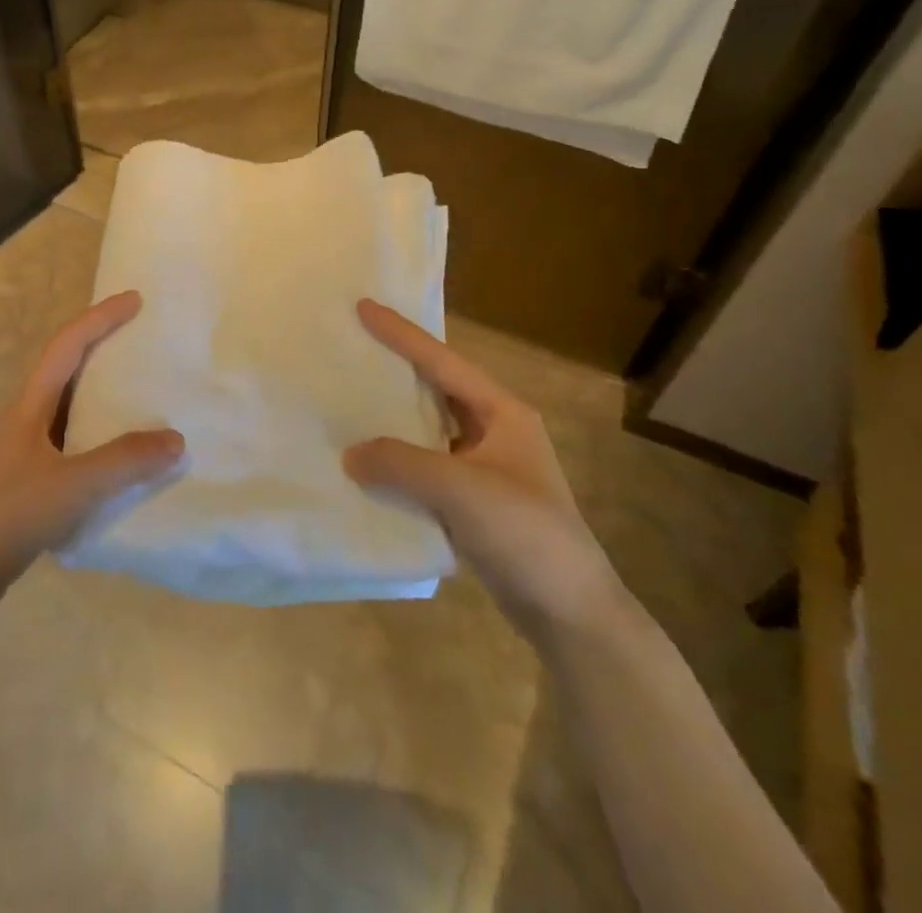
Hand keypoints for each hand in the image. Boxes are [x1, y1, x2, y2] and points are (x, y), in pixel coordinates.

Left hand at [0, 291, 184, 601]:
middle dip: (101, 345)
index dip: (101, 317)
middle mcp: (24, 417)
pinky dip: (97, 432)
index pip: (67, 344)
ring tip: (139, 390)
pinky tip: (118, 453)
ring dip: (100, 390)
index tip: (135, 300)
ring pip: (68, 405)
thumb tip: (176, 440)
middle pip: (65, 366)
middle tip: (141, 338)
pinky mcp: (26, 479)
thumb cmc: (10, 516)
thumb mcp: (74, 485)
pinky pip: (70, 439)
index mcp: (29, 404)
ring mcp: (22, 449)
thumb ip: (126, 461)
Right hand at [343, 299, 621, 637]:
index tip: (363, 307)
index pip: (443, 361)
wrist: (572, 614)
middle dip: (397, 368)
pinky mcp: (475, 502)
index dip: (402, 334)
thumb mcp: (461, 489)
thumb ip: (401, 463)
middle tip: (353, 347)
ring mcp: (485, 467)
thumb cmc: (526, 533)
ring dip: (394, 417)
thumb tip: (350, 454)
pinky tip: (368, 462)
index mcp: (502, 412)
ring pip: (430, 428)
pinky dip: (399, 460)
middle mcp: (495, 431)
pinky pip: (427, 466)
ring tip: (350, 399)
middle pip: (437, 387)